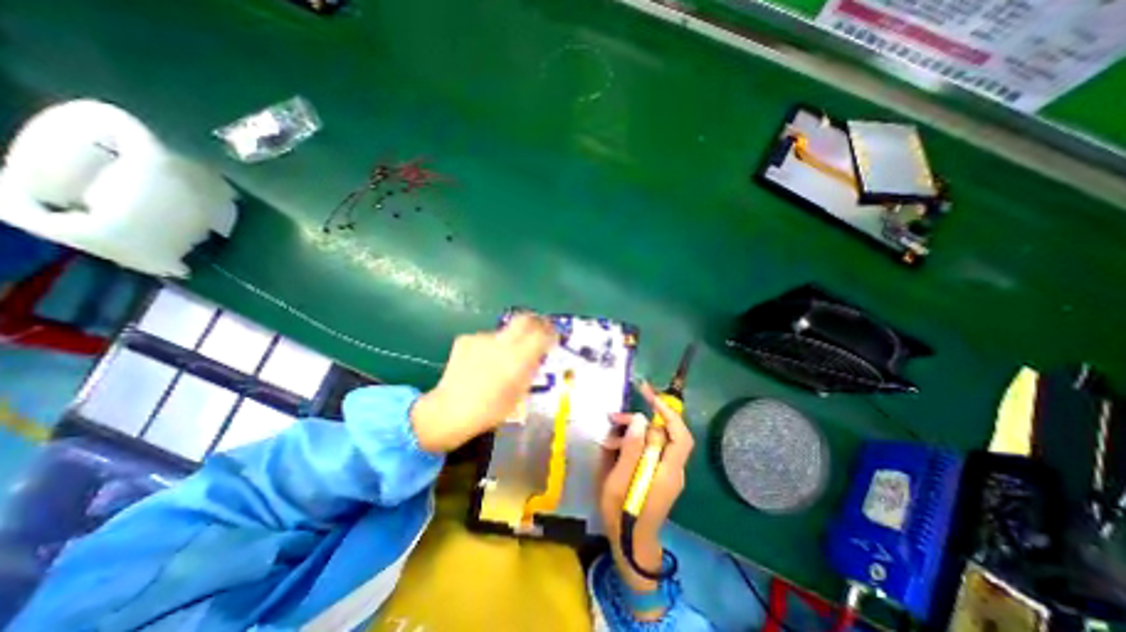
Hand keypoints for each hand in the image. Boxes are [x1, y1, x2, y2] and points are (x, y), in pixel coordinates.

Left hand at [409, 311, 557, 451]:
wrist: (450, 410)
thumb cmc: (491, 410)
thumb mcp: (520, 393)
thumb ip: (530, 370)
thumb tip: (536, 356)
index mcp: (518, 358)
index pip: (542, 333)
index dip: (551, 332)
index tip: (553, 336)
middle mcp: (502, 342)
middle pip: (525, 319)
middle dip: (535, 322)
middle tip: (538, 330)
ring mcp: (482, 338)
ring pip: (503, 332)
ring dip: (508, 340)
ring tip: (500, 360)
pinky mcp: (466, 339)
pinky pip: (485, 339)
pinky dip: (488, 347)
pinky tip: (481, 363)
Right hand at [597, 382, 696, 594]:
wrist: (630, 546)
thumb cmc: (622, 516)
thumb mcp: (618, 482)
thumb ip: (631, 450)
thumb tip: (640, 420)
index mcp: (667, 472)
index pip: (680, 435)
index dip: (667, 412)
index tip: (648, 395)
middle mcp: (672, 469)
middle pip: (662, 434)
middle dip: (639, 422)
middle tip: (613, 419)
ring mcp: (666, 472)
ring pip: (654, 440)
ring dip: (632, 434)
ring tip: (608, 439)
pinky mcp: (658, 474)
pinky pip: (648, 450)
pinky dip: (633, 444)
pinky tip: (614, 448)